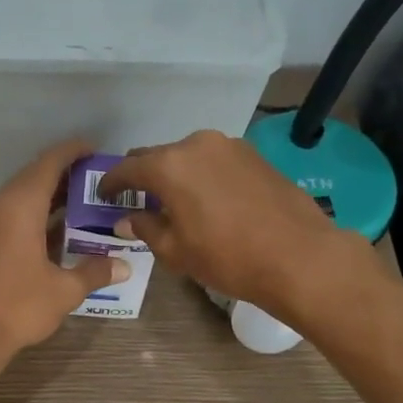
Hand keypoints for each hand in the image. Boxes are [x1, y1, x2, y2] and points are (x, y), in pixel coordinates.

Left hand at [0, 138, 127, 369]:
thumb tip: (123, 266)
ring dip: (49, 197)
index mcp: (20, 207)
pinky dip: (34, 214)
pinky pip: (11, 215)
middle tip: (96, 180)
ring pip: (20, 197)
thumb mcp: (64, 290)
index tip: (94, 149)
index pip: (49, 163)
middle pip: (33, 177)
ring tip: (83, 202)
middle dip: (64, 175)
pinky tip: (57, 230)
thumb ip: (94, 272)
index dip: (72, 152)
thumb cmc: (18, 306)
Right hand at [98, 130, 352, 319]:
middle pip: (157, 156)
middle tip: (136, 199)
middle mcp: (196, 144)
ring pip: (188, 156)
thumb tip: (126, 219)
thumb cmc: (227, 257)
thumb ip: (145, 228)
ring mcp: (229, 146)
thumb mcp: (176, 250)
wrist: (298, 256)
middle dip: (143, 176)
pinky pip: (214, 161)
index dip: (110, 183)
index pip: (127, 168)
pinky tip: (206, 199)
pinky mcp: (254, 155)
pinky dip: (201, 175)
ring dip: (175, 174)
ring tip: (174, 201)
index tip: (103, 195)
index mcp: (169, 165)